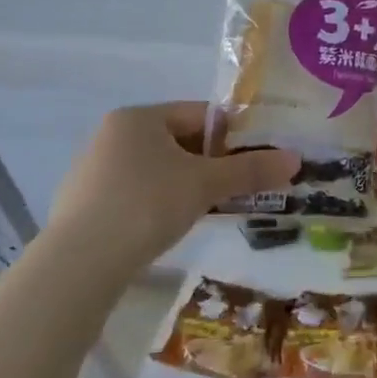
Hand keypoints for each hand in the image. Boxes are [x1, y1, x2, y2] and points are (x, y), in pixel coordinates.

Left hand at [46, 103, 297, 264]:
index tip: (258, 157)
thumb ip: (251, 170)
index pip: (200, 114)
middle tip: (242, 184)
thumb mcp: (206, 184)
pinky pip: (137, 192)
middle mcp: (112, 135)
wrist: (80, 263)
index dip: (235, 134)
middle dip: (213, 161)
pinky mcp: (85, 204)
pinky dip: (161, 202)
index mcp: (139, 117)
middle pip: (180, 140)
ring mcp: (94, 170)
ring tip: (213, 206)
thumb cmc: (147, 204)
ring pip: (159, 168)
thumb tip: (296, 159)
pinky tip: (172, 225)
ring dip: (189, 183)